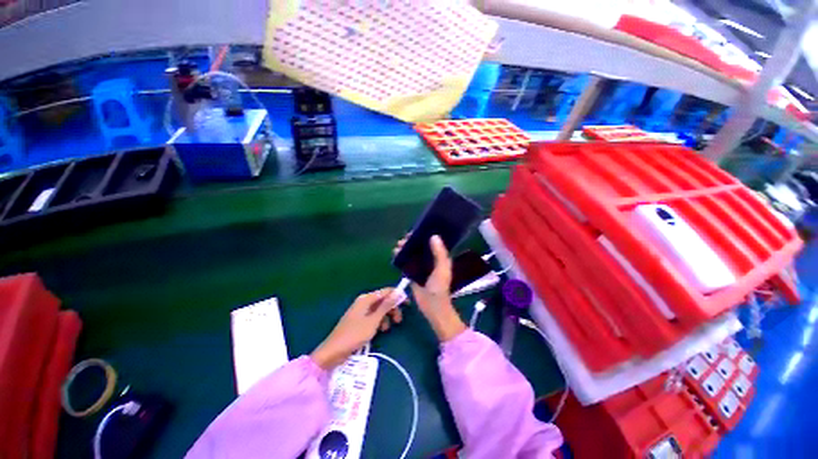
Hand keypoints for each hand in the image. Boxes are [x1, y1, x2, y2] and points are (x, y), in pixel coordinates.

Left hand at [311, 288, 403, 369]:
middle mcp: (364, 301)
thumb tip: (398, 292)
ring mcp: (361, 311)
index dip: (397, 296)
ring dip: (386, 317)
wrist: (333, 351)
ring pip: (379, 309)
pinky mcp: (359, 319)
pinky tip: (380, 331)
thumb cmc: (354, 334)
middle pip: (383, 300)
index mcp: (366, 298)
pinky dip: (379, 322)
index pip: (386, 291)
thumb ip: (386, 306)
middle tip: (399, 320)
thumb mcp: (373, 320)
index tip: (408, 304)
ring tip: (388, 328)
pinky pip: (374, 316)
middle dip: (392, 309)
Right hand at [395, 235, 466, 341]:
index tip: (415, 232)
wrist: (432, 306)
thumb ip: (439, 253)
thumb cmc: (440, 287)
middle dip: (411, 242)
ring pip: (411, 254)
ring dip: (404, 249)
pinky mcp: (412, 274)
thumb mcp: (442, 268)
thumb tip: (433, 236)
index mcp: (439, 257)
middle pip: (419, 247)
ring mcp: (420, 267)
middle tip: (403, 240)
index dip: (423, 236)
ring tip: (397, 247)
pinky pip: (406, 263)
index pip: (431, 242)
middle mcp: (429, 260)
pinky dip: (401, 258)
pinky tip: (395, 255)